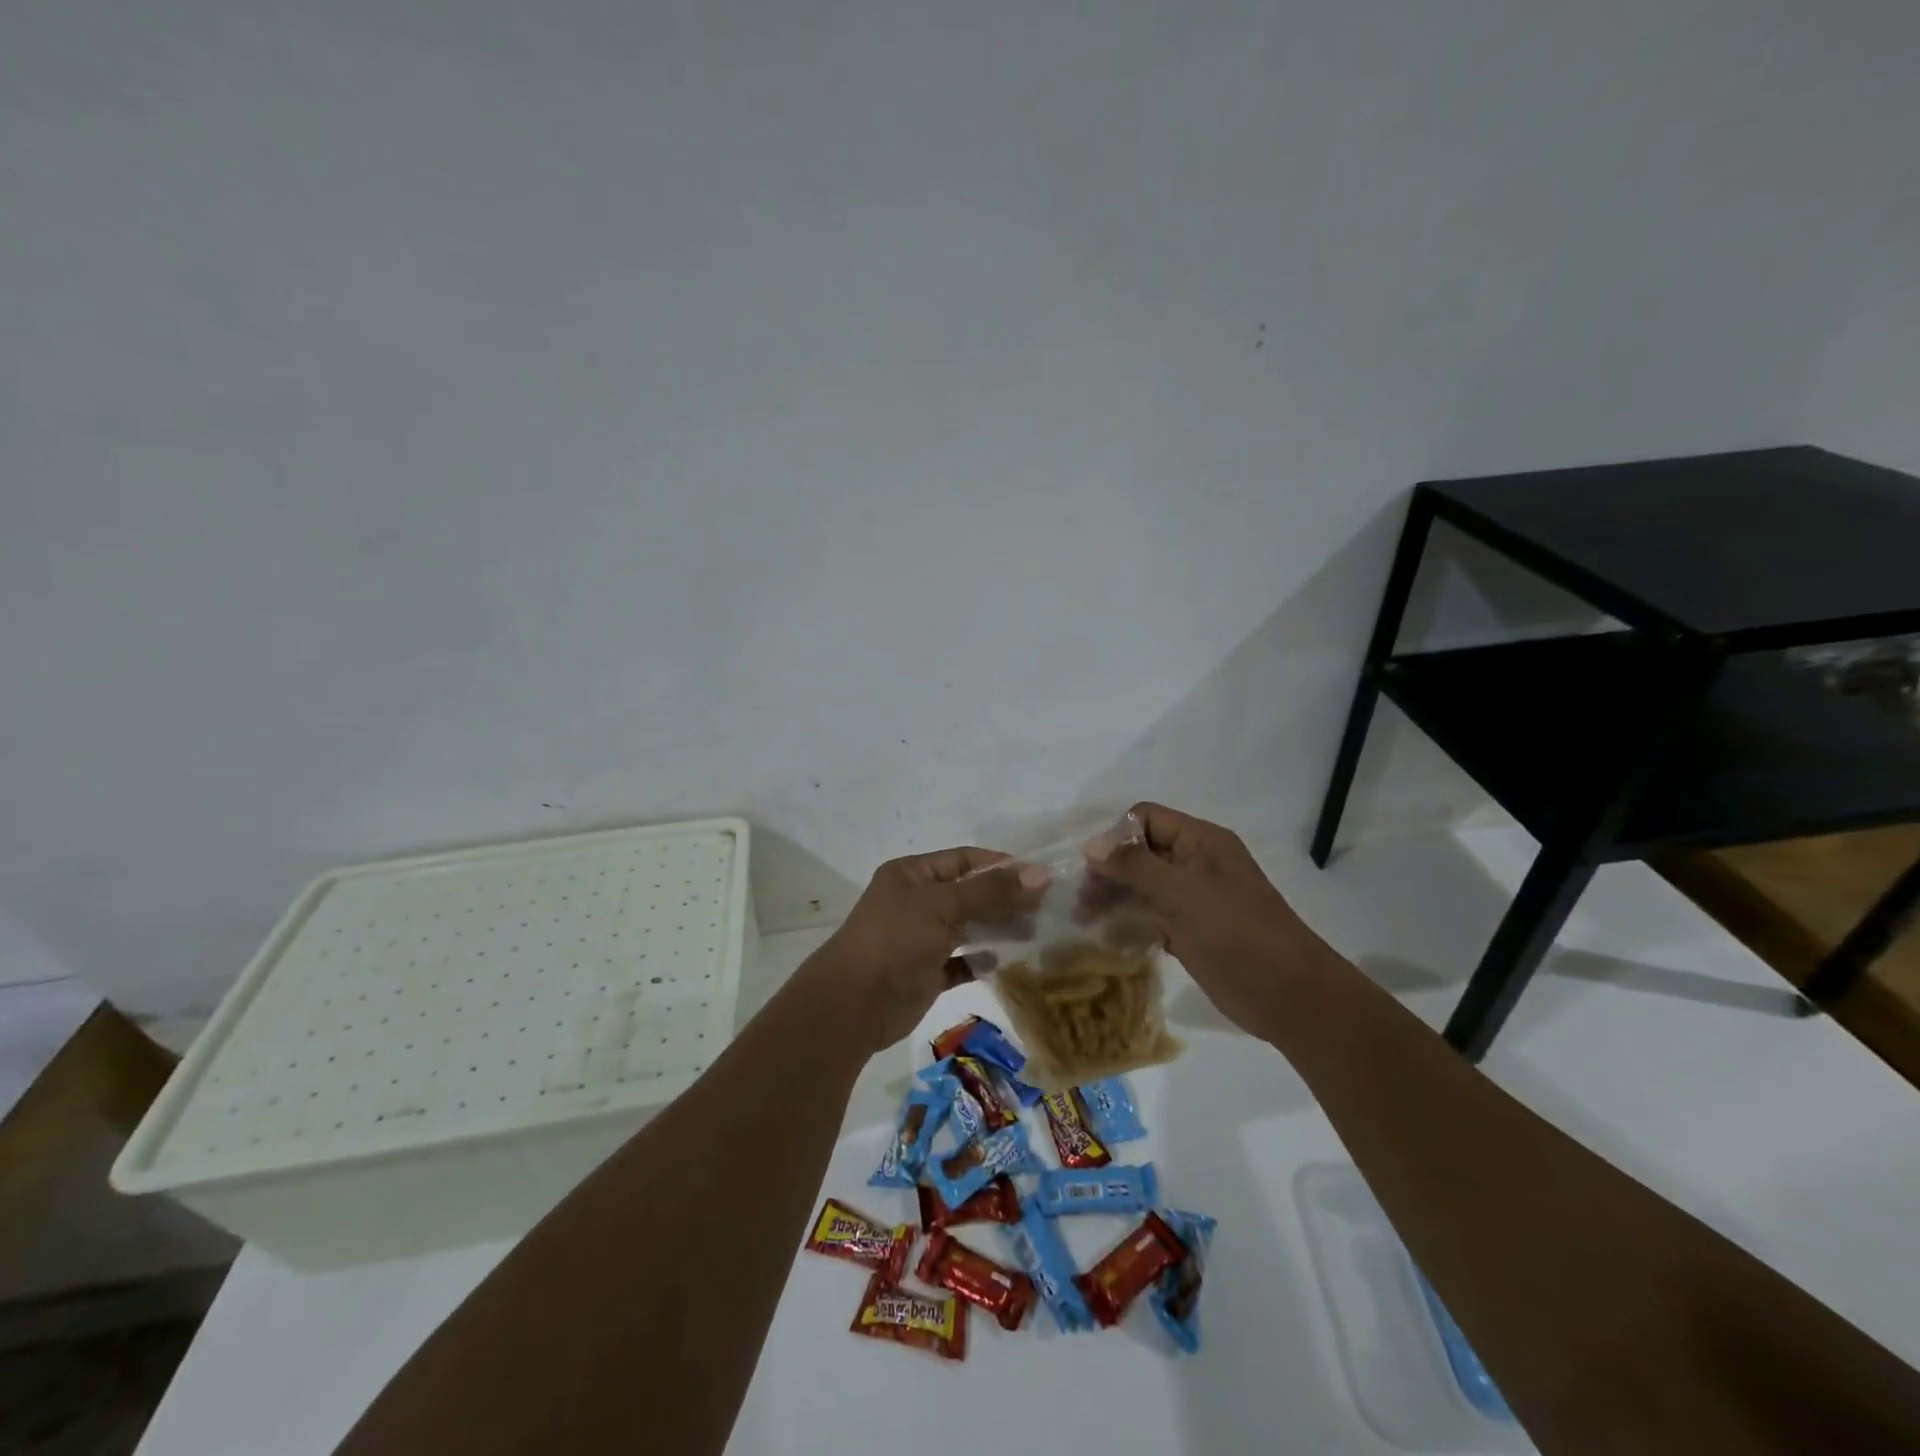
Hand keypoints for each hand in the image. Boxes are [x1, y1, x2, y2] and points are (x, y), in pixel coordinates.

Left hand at [813, 847, 1045, 1052]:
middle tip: (1046, 909)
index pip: (964, 860)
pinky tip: (1010, 962)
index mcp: (912, 874)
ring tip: (1037, 933)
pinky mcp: (927, 972)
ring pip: (969, 927)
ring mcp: (921, 938)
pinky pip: (963, 961)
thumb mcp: (943, 906)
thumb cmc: (896, 940)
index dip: (1001, 865)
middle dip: (1005, 899)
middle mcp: (917, 901)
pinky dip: (984, 961)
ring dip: (999, 929)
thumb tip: (1041, 874)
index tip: (1040, 877)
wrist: (853, 1005)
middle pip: (969, 893)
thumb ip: (992, 890)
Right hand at [1085, 802, 1308, 1035]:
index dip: (1116, 838)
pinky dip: (1132, 921)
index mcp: (1201, 841)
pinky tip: (1110, 937)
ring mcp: (1195, 898)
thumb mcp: (1181, 893)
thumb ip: (1134, 866)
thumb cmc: (1235, 934)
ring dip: (1115, 898)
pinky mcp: (1193, 929)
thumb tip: (1090, 846)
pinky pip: (1153, 915)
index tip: (1092, 870)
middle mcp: (1196, 863)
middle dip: (1109, 872)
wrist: (1290, 996)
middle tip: (1083, 903)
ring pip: (1144, 885)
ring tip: (1087, 921)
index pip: (1145, 819)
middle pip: (1140, 852)